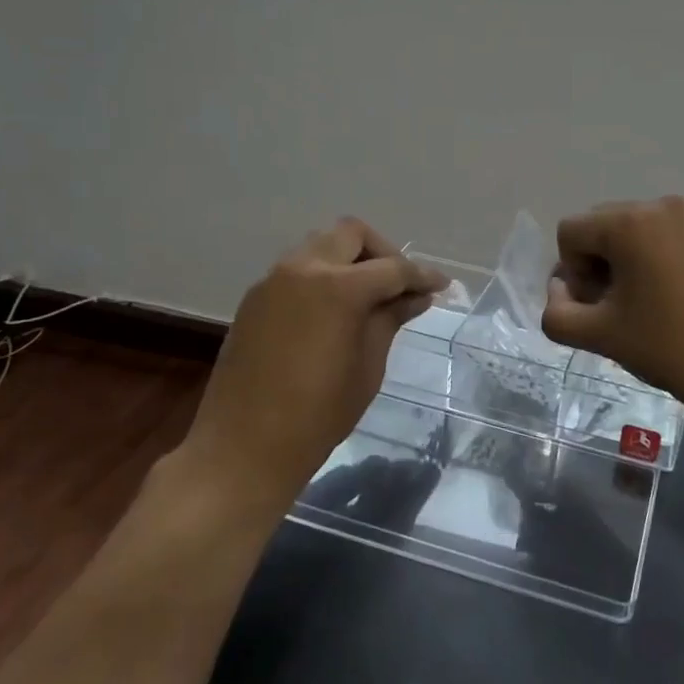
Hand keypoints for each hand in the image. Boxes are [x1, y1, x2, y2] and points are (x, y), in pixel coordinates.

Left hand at [180, 219, 446, 508]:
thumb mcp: (368, 367)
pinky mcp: (255, 298)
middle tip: (400, 285)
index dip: (422, 275)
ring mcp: (273, 281)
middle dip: (383, 253)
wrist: (242, 449)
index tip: (442, 286)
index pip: (392, 268)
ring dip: (350, 260)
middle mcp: (303, 269)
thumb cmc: (317, 415)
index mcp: (338, 288)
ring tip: (368, 297)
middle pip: (351, 235)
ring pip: (321, 246)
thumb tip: (417, 295)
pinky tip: (334, 311)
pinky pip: (297, 269)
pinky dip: (323, 276)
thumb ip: (390, 319)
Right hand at [542, 196, 683, 432]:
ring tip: (637, 309)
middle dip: (593, 267)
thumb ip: (557, 312)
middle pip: (598, 228)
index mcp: (629, 222)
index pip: (570, 234)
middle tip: (613, 312)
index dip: (571, 274)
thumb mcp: (599, 335)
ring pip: (626, 234)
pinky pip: (656, 238)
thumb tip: (560, 292)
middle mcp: (657, 206)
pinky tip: (661, 301)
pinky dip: (645, 264)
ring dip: (618, 267)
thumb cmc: (669, 348)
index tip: (597, 310)